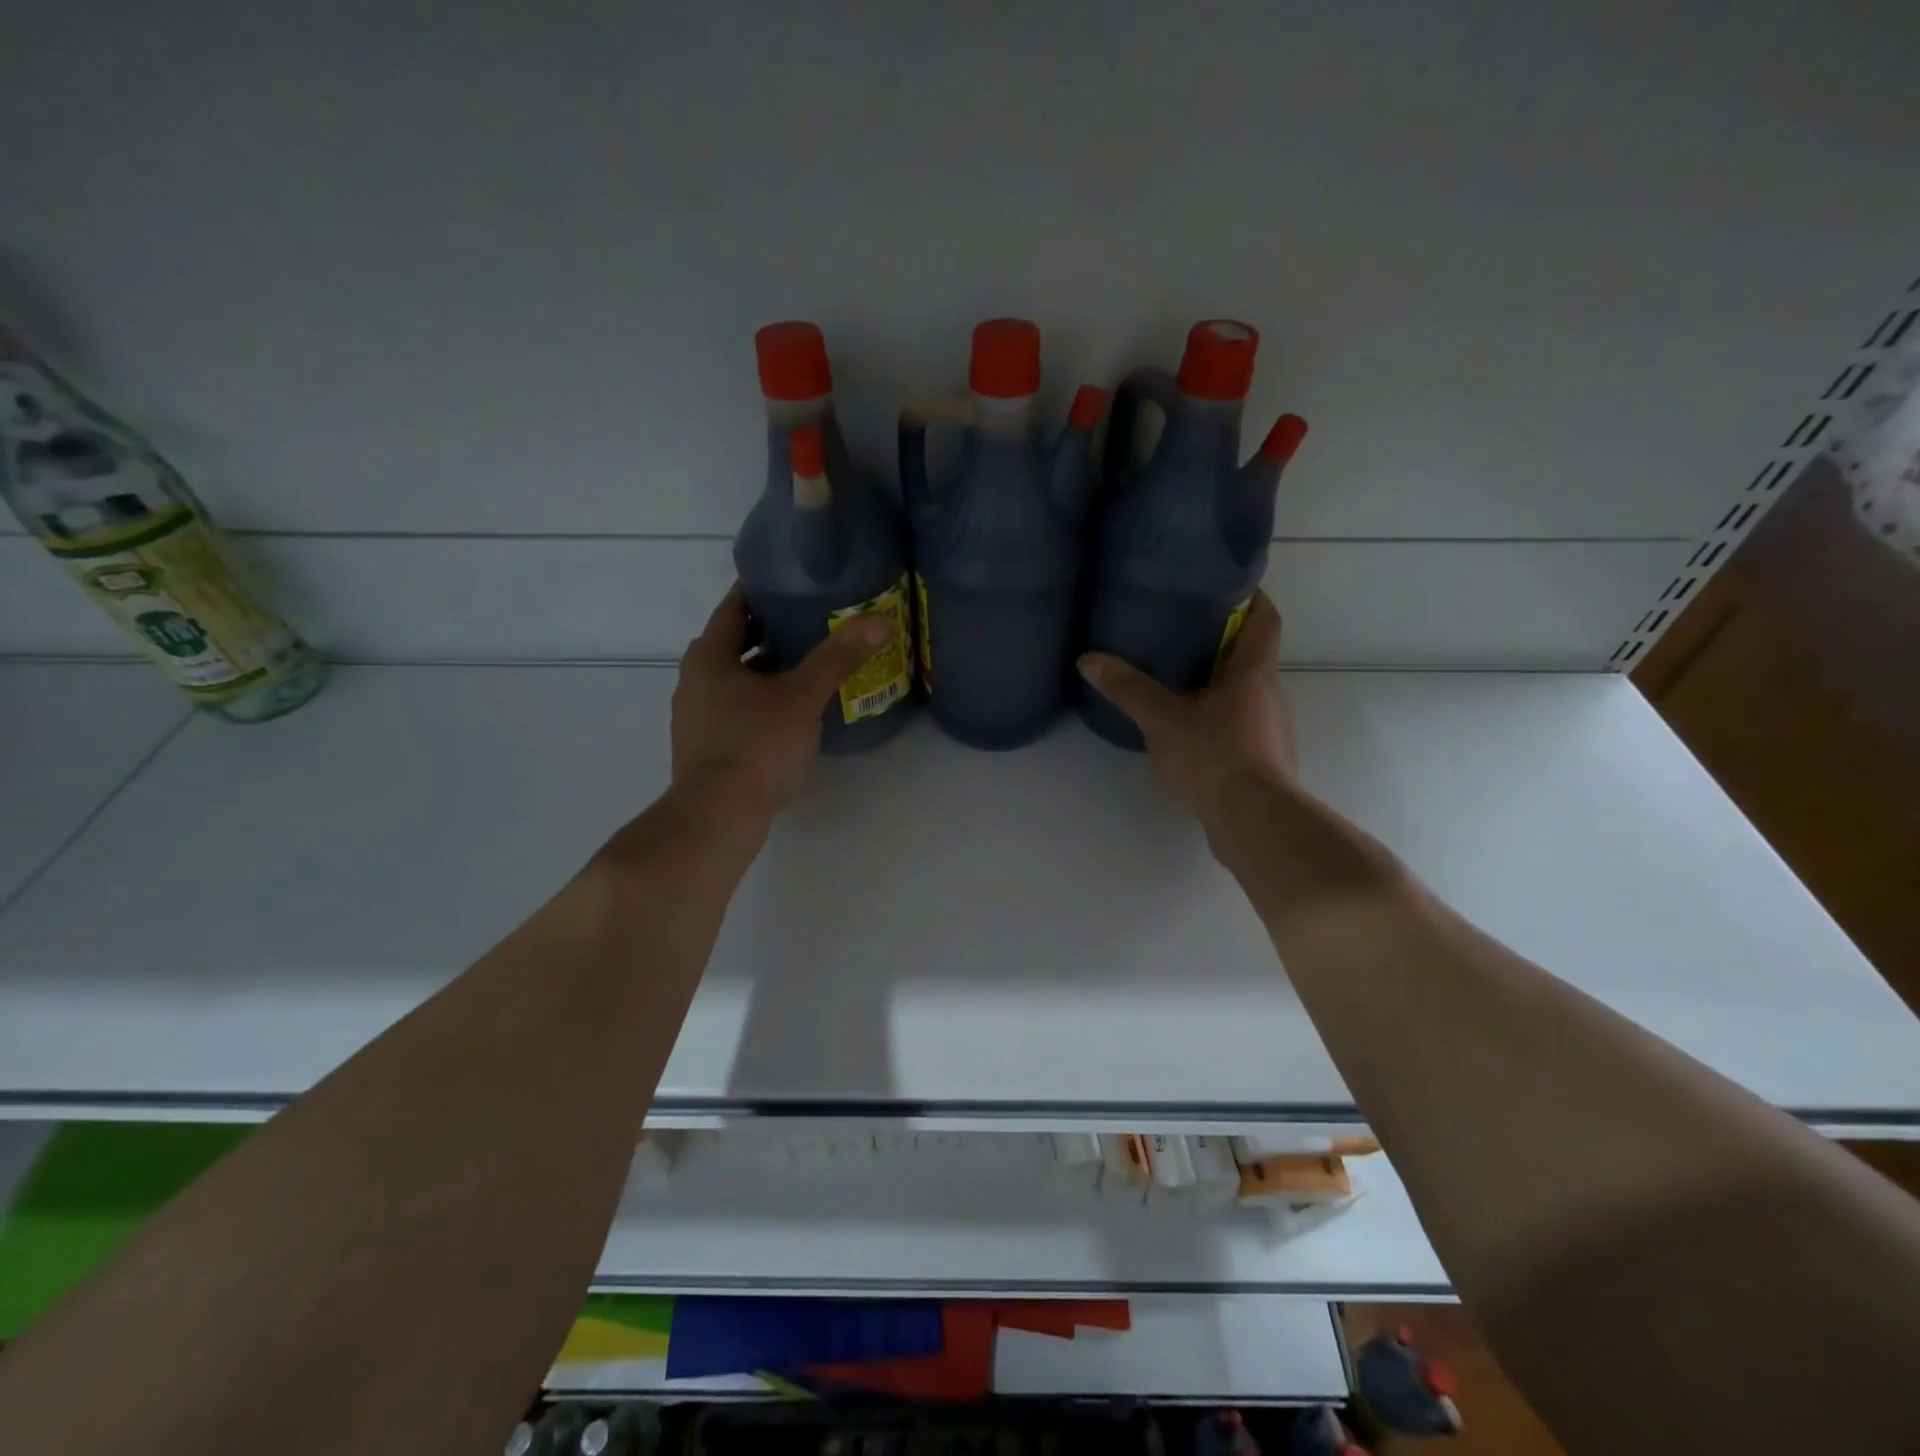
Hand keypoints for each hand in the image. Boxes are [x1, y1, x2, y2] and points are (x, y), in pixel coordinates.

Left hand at [671, 584, 891, 820]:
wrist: (718, 817)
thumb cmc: (756, 745)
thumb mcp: (802, 696)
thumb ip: (838, 657)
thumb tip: (880, 620)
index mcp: (709, 657)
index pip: (733, 608)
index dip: (761, 591)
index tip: (794, 583)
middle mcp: (694, 681)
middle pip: (733, 643)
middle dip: (769, 632)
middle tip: (812, 623)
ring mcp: (696, 717)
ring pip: (734, 680)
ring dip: (765, 669)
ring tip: (808, 667)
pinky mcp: (706, 747)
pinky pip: (735, 709)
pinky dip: (760, 701)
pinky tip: (791, 713)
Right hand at [1076, 591, 1297, 818]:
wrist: (1254, 820)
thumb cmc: (1215, 755)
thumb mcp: (1162, 718)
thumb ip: (1128, 688)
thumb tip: (1088, 659)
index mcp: (1254, 673)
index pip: (1265, 620)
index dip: (1251, 598)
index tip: (1226, 587)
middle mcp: (1271, 695)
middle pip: (1252, 658)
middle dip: (1222, 644)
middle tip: (1183, 634)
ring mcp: (1271, 731)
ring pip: (1245, 695)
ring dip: (1218, 686)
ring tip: (1178, 683)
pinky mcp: (1264, 762)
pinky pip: (1241, 727)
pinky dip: (1218, 721)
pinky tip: (1188, 732)